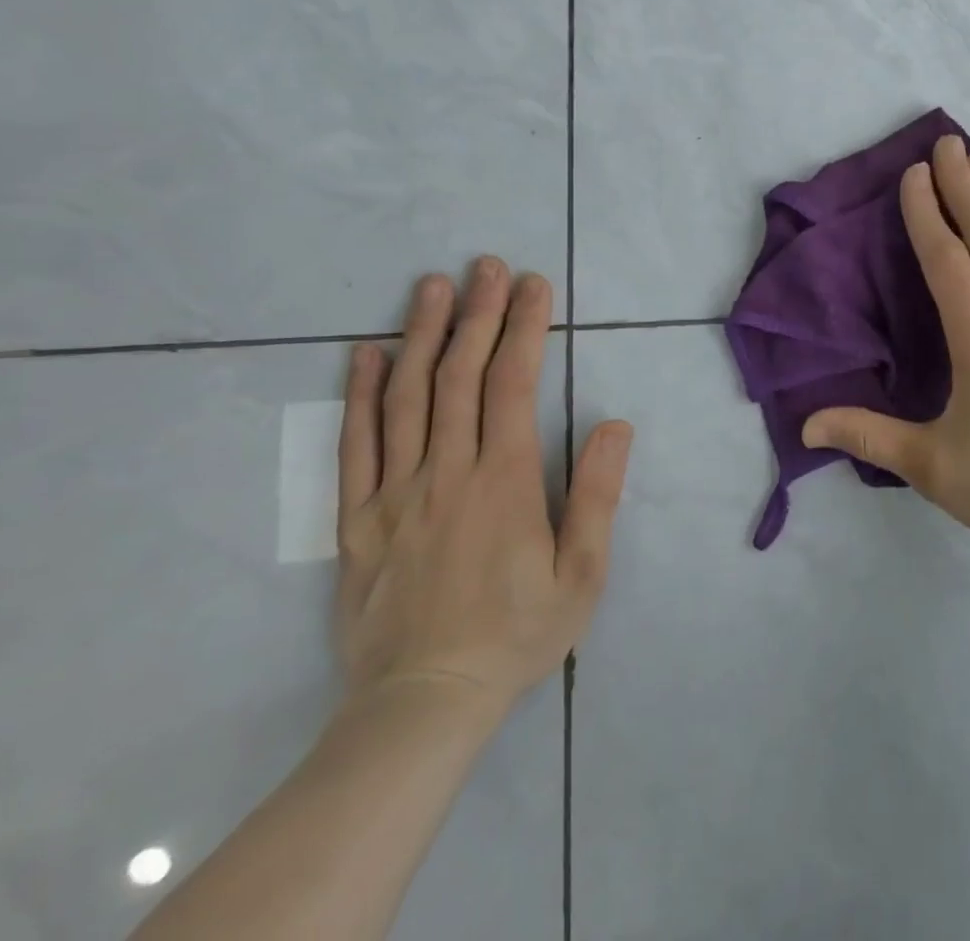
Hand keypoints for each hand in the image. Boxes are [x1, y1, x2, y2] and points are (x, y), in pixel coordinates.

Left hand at [335, 258, 632, 721]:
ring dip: (422, 335)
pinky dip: (361, 394)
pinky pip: (356, 445)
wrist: (422, 704)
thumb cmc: (517, 634)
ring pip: (407, 397)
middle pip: (460, 376)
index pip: (514, 384)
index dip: (524, 327)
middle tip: (487, 265)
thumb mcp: (582, 573)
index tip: (533, 285)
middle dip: (478, 313)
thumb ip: (597, 494)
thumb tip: (614, 424)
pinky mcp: (359, 519)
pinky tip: (367, 353)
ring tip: (432, 286)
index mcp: (503, 480)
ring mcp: (395, 492)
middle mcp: (447, 471)